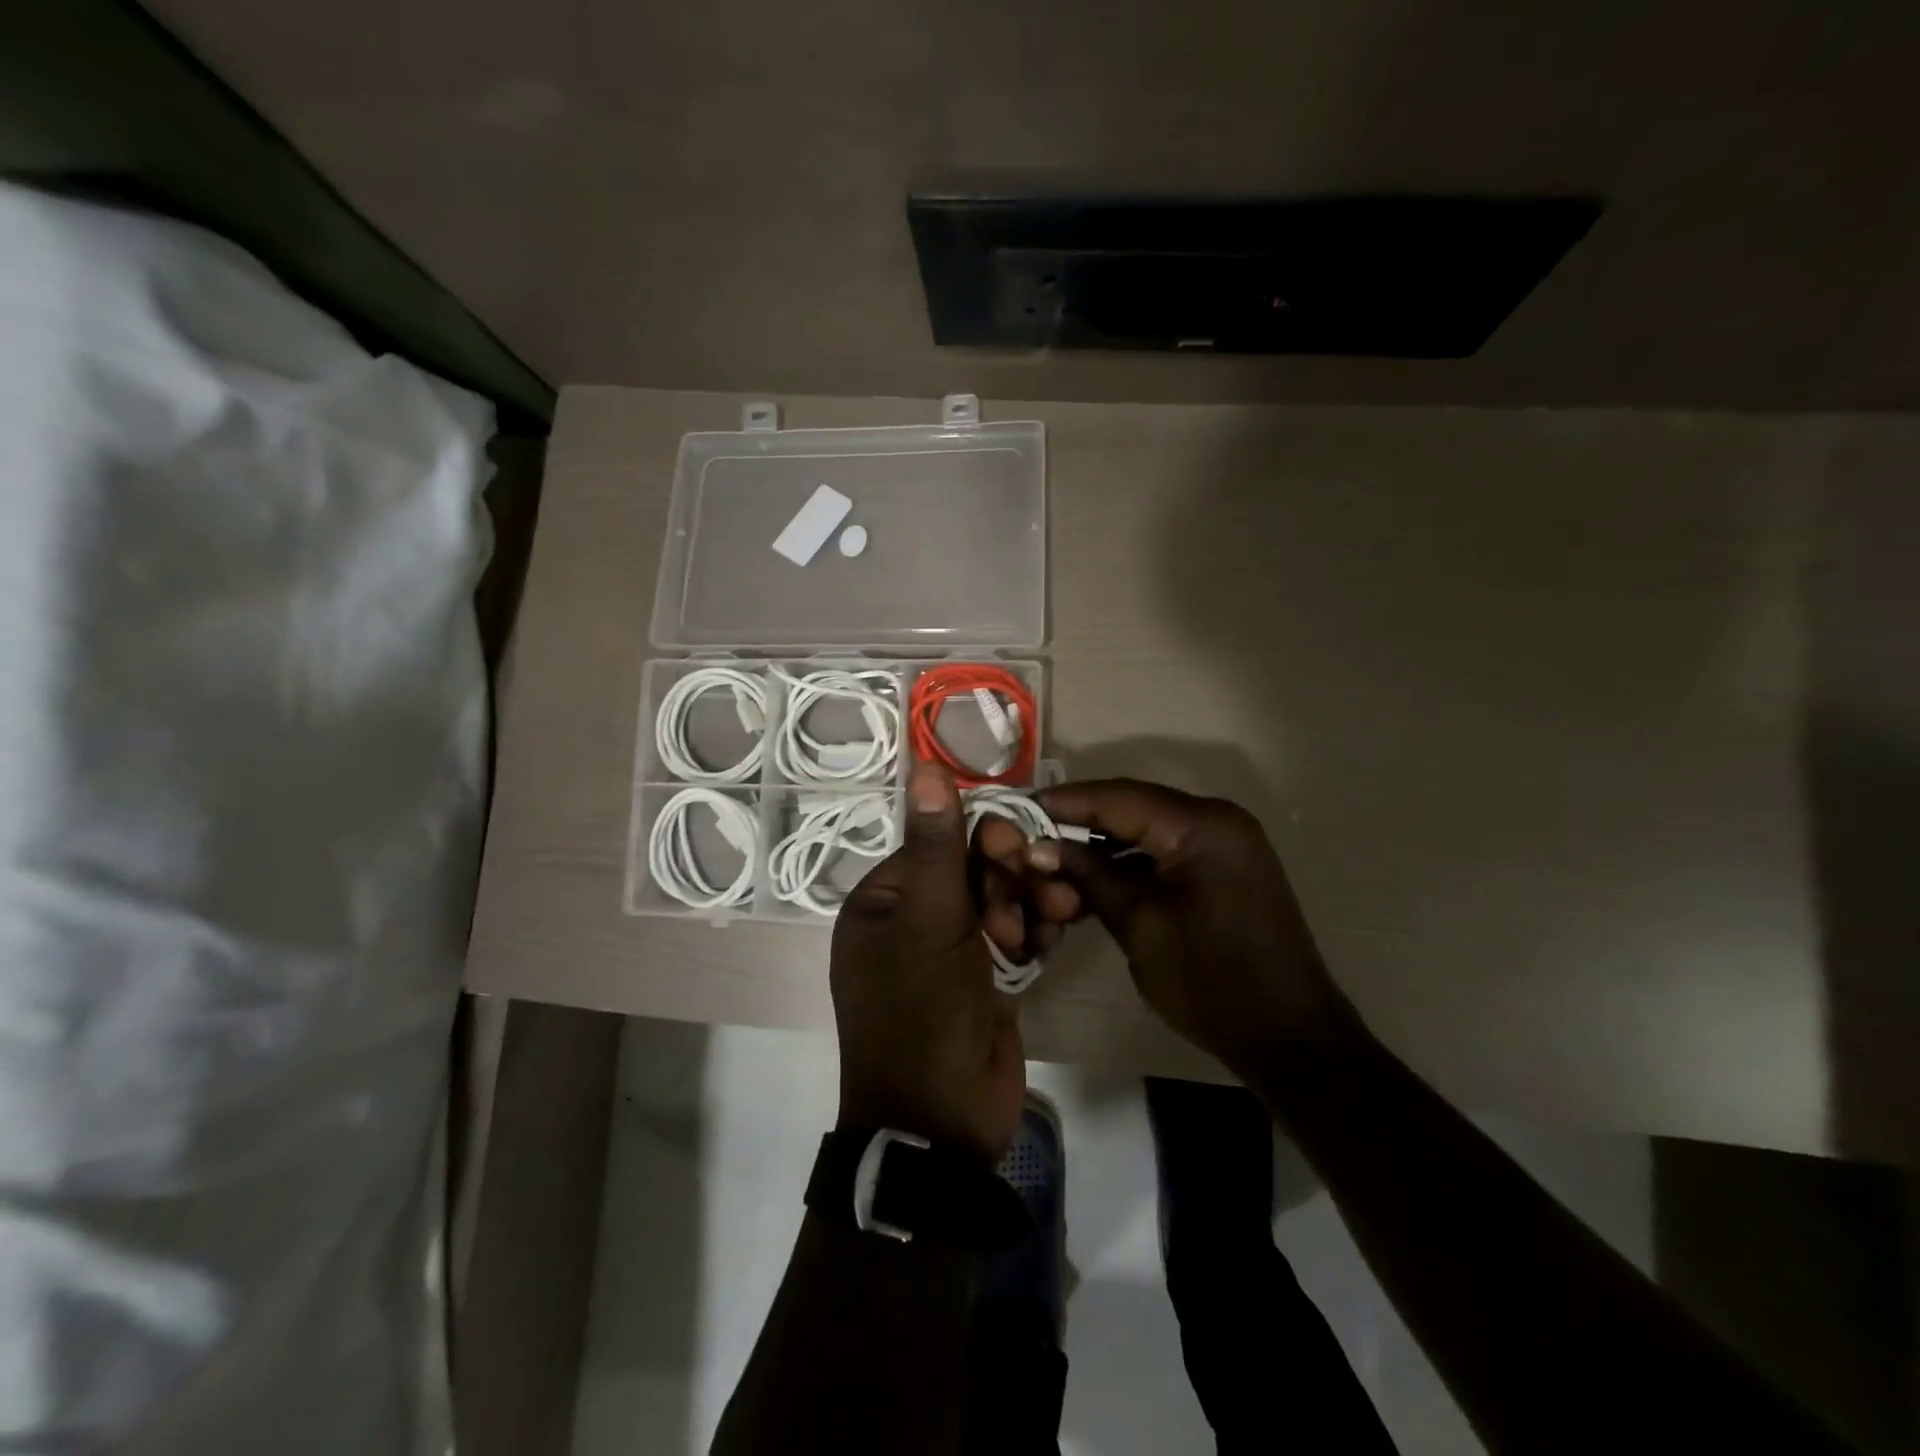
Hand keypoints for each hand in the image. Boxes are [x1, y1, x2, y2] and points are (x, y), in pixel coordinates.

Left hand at [830, 763, 1026, 1162]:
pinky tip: (1056, 934)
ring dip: (1032, 900)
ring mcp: (951, 952)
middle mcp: (912, 921)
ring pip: (1000, 901)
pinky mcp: (986, 978)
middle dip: (1013, 876)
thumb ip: (936, 845)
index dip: (981, 842)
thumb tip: (924, 764)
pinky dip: (1037, 929)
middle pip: (973, 870)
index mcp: (883, 902)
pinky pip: (1015, 935)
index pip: (938, 845)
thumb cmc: (923, 1015)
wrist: (943, 1125)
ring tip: (1060, 912)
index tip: (1017, 852)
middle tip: (1046, 888)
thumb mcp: (930, 923)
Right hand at [989, 779, 1362, 1076]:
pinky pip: (1166, 849)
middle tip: (1031, 837)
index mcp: (1202, 826)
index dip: (1064, 802)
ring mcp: (1225, 842)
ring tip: (1055, 862)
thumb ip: (1090, 877)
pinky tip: (1094, 879)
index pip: (1118, 797)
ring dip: (1103, 844)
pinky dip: (1130, 861)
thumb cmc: (1212, 982)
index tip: (1017, 809)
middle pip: (1132, 806)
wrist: (1290, 1037)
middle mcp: (1217, 819)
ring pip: (1147, 827)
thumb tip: (1040, 847)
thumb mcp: (1139, 926)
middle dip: (1080, 822)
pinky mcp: (1224, 866)